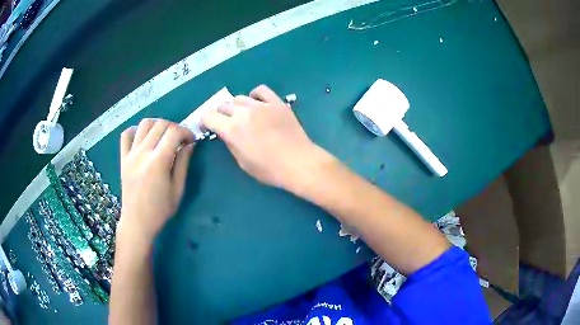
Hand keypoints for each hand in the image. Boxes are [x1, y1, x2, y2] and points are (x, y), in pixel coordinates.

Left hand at [118, 119, 194, 245]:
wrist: (137, 222)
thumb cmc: (160, 210)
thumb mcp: (177, 190)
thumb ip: (183, 164)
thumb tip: (190, 145)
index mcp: (158, 162)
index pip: (174, 132)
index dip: (186, 131)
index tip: (191, 140)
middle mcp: (143, 153)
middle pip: (160, 124)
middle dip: (174, 127)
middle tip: (180, 140)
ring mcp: (130, 154)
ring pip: (144, 124)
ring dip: (157, 125)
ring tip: (163, 136)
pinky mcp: (123, 158)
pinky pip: (126, 134)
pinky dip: (136, 130)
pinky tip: (143, 138)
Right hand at [201, 85, 329, 189]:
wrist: (298, 162)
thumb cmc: (269, 169)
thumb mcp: (242, 162)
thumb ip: (230, 142)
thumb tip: (226, 132)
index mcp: (231, 129)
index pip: (208, 115)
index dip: (205, 121)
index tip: (209, 127)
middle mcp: (243, 113)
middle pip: (223, 105)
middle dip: (221, 115)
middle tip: (228, 124)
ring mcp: (261, 105)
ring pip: (240, 98)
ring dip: (238, 107)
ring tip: (245, 116)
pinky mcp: (277, 102)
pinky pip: (261, 90)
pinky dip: (255, 96)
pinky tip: (257, 105)